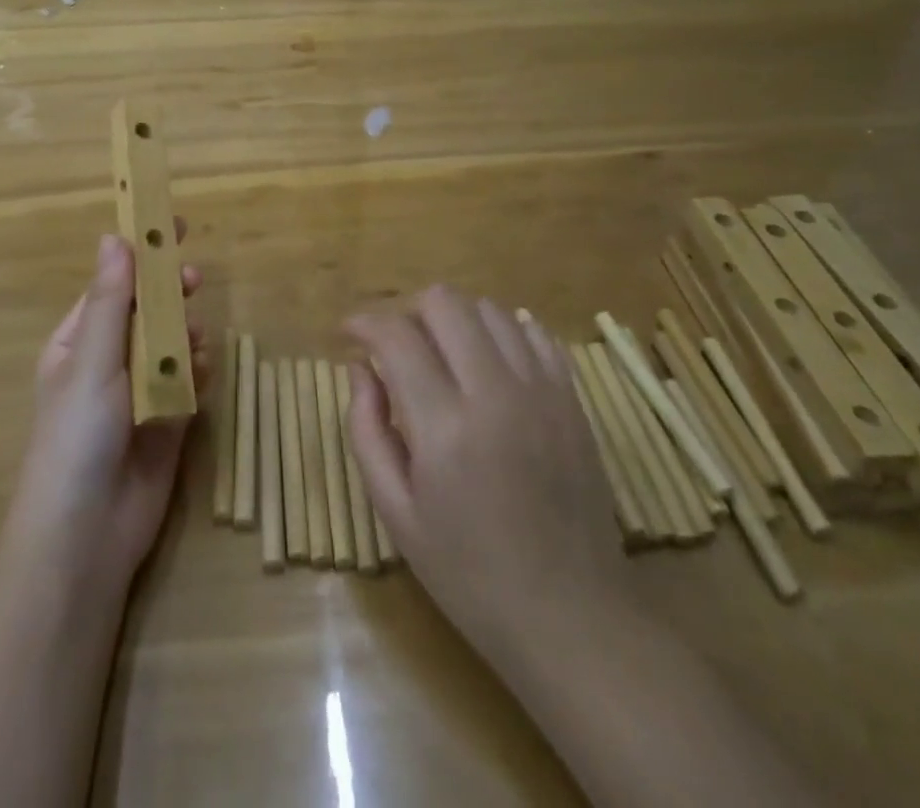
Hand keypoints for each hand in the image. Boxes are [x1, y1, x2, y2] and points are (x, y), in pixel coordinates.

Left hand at [1, 229, 206, 594]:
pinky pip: (188, 379)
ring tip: (197, 341)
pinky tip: (203, 372)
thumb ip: (109, 302)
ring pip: (172, 343)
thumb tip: (113, 236)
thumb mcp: (91, 362)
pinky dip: (198, 369)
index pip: (113, 284)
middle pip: (146, 311)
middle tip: (193, 280)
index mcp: (78, 342)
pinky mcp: (167, 419)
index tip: (171, 226)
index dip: (140, 255)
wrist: (87, 536)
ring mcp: (139, 391)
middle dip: (169, 294)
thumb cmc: (77, 437)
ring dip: (186, 333)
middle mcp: (109, 361)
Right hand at [344, 287, 622, 671]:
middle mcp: (495, 392)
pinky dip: (502, 332)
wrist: (572, 617)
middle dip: (407, 311)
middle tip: (396, 347)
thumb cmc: (468, 574)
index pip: (396, 336)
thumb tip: (360, 367)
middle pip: (444, 302)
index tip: (348, 333)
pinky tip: (488, 363)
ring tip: (442, 356)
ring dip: (454, 321)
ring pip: (489, 309)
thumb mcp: (396, 513)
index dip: (363, 322)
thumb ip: (367, 430)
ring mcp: (542, 391)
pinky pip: (534, 332)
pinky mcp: (572, 398)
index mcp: (445, 427)